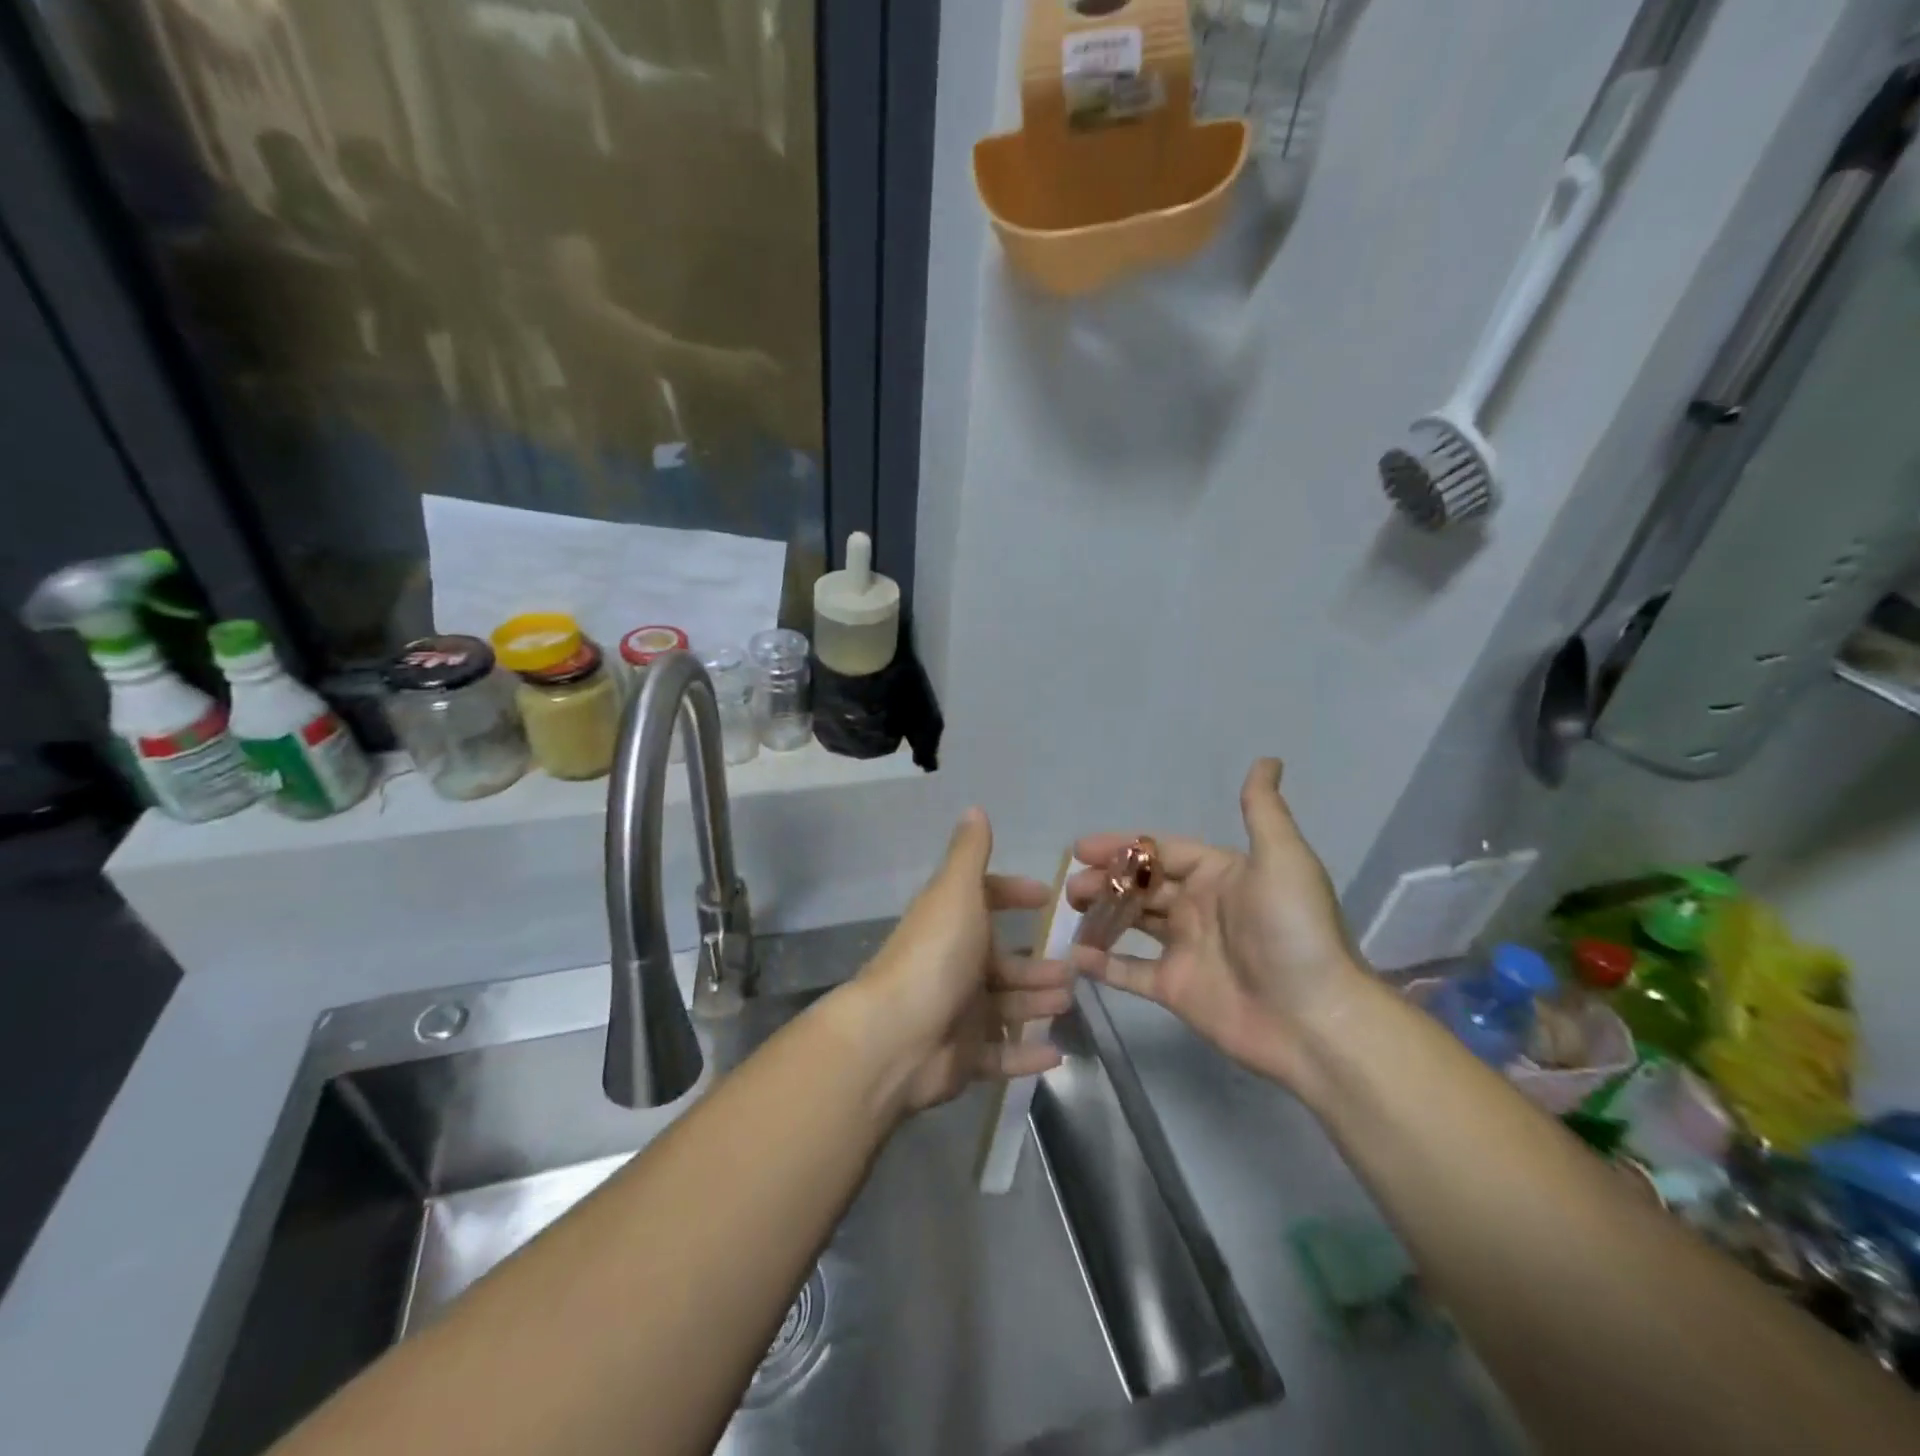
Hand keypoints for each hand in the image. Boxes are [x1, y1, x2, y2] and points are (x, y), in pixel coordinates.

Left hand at [848, 810, 1073, 1114]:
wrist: (895, 1037)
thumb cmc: (935, 956)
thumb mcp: (956, 893)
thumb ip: (970, 853)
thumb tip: (974, 807)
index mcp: (951, 923)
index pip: (984, 901)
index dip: (1013, 895)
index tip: (1047, 898)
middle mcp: (953, 964)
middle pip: (1001, 961)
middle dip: (1036, 963)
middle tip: (1074, 967)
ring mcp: (956, 1013)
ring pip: (1006, 1006)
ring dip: (1037, 1002)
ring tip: (1069, 1002)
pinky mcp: (961, 1057)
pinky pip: (1001, 1056)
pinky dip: (1026, 1055)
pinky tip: (1058, 1054)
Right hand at [1068, 760, 1363, 1093]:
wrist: (1315, 1018)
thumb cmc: (1293, 931)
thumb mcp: (1282, 859)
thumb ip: (1262, 810)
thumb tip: (1268, 759)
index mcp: (1218, 875)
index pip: (1160, 852)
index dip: (1122, 847)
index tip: (1081, 848)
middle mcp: (1199, 907)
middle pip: (1141, 885)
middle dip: (1105, 880)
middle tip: (1071, 886)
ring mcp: (1185, 950)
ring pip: (1132, 922)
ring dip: (1100, 913)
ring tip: (1068, 910)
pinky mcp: (1175, 990)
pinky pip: (1131, 972)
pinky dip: (1103, 965)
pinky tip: (1074, 956)